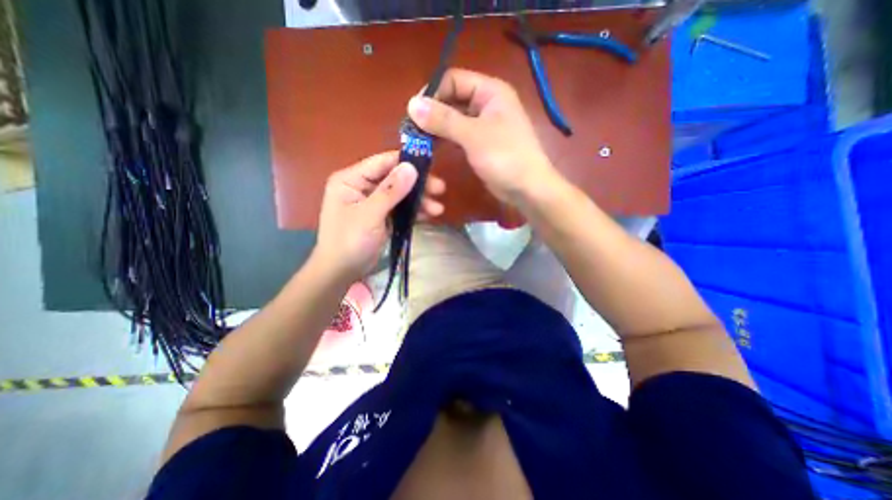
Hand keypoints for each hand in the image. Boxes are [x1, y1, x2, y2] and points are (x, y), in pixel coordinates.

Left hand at [310, 151, 445, 283]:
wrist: (341, 271)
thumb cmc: (350, 241)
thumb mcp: (370, 215)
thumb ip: (390, 191)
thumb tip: (411, 167)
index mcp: (351, 179)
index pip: (382, 163)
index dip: (406, 162)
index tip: (430, 167)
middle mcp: (362, 187)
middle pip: (394, 178)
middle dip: (417, 185)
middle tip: (440, 189)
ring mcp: (373, 202)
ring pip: (400, 194)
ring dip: (419, 200)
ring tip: (438, 209)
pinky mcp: (381, 216)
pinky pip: (400, 208)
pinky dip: (413, 211)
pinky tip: (428, 215)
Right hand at [406, 68, 559, 204]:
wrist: (527, 188)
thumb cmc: (505, 157)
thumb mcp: (473, 135)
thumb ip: (444, 119)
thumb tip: (412, 105)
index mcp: (490, 91)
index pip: (453, 79)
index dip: (432, 93)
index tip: (414, 113)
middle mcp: (487, 103)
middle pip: (452, 99)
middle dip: (432, 113)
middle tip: (412, 130)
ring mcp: (484, 125)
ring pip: (454, 119)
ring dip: (437, 127)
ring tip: (418, 140)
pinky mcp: (481, 144)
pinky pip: (459, 135)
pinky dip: (445, 139)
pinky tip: (432, 147)